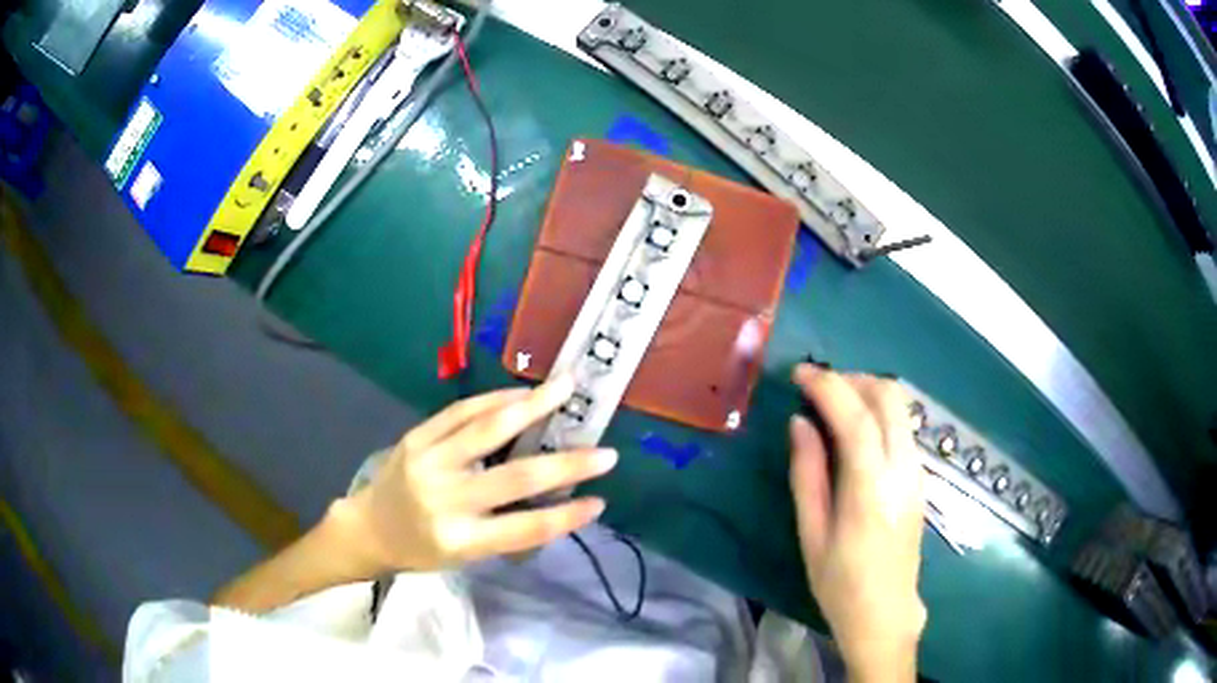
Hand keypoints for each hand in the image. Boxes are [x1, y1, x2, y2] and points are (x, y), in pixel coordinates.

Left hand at [331, 375, 616, 573]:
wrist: (368, 528)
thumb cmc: (421, 550)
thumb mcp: (464, 556)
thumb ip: (504, 529)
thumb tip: (554, 498)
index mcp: (458, 540)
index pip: (523, 529)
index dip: (565, 517)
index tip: (600, 501)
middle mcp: (444, 501)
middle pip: (513, 479)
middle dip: (566, 464)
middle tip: (605, 452)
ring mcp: (427, 463)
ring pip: (485, 430)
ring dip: (530, 407)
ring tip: (564, 389)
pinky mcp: (415, 437)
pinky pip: (459, 412)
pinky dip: (494, 399)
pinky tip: (522, 392)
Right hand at [789, 364, 925, 681]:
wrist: (886, 613)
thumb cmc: (840, 583)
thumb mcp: (812, 535)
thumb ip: (807, 474)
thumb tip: (799, 423)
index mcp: (871, 489)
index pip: (857, 417)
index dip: (828, 386)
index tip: (799, 374)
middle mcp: (903, 470)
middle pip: (888, 397)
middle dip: (850, 379)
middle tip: (815, 388)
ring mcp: (917, 471)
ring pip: (900, 407)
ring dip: (866, 391)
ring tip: (830, 405)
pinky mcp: (920, 476)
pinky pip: (902, 426)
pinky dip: (877, 411)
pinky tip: (853, 430)